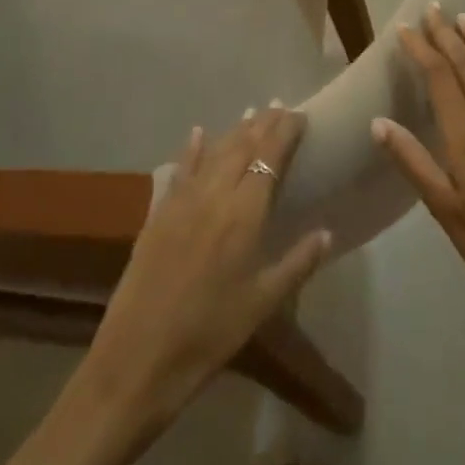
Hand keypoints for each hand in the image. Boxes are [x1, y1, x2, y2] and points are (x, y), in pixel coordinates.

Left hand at [82, 106, 332, 424]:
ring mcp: (182, 201)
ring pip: (213, 153)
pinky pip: (180, 170)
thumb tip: (327, 231)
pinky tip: (198, 133)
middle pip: (242, 146)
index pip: (269, 157)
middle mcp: (214, 195)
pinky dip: (192, 149)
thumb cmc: (209, 335)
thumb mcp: (263, 304)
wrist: (137, 359)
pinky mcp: (158, 214)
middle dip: (263, 123)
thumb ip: (297, 263)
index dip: (285, 132)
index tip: (300, 115)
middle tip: (280, 106)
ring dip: (234, 131)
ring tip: (251, 112)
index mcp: (244, 214)